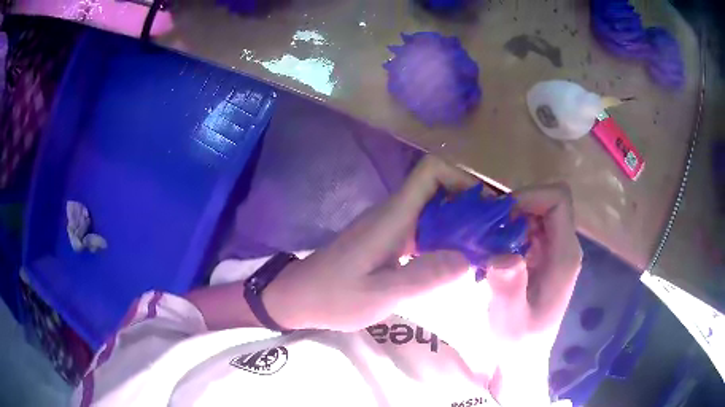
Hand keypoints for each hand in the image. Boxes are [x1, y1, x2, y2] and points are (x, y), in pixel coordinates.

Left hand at [263, 155, 479, 331]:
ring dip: (461, 224)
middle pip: (439, 189)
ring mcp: (391, 226)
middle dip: (471, 205)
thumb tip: (469, 258)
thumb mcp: (379, 294)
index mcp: (392, 217)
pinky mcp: (389, 240)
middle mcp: (394, 213)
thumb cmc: (333, 296)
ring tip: (484, 248)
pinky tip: (457, 262)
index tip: (487, 206)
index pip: (431, 172)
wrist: (298, 297)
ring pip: (435, 210)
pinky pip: (426, 229)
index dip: (462, 178)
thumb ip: (423, 277)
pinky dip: (446, 239)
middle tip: (495, 233)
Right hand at [486, 184, 582, 405]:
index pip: (558, 200)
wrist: (521, 359)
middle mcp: (564, 248)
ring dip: (510, 219)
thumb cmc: (517, 343)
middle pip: (547, 202)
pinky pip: (528, 230)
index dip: (530, 196)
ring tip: (484, 239)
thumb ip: (509, 288)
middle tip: (486, 228)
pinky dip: (508, 232)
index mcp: (565, 256)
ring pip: (536, 213)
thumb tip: (503, 255)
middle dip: (516, 206)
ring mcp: (554, 253)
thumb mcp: (509, 320)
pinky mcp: (542, 259)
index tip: (501, 215)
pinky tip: (490, 251)